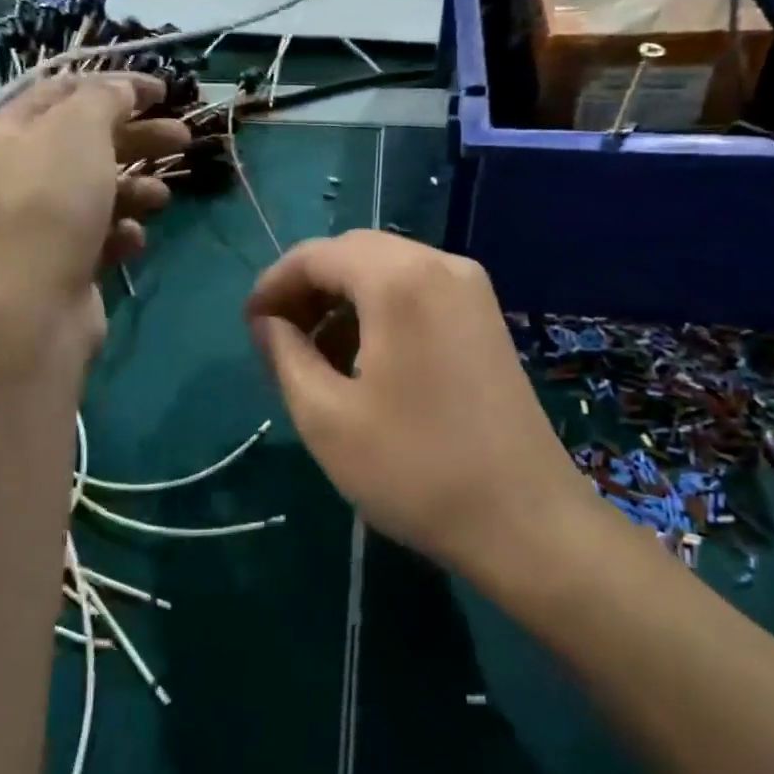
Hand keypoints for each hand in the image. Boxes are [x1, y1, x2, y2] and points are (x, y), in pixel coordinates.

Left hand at [0, 72, 189, 353]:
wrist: (30, 308)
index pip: (65, 91)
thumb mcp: (79, 130)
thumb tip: (122, 89)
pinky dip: (120, 231)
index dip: (117, 85)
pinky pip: (98, 233)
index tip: (164, 91)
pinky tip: (133, 238)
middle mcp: (17, 172)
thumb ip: (105, 98)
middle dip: (138, 137)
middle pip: (87, 141)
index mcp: (8, 131)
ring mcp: (37, 220)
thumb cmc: (51, 205)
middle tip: (184, 138)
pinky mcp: (59, 260)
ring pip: (97, 189)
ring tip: (163, 197)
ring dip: (136, 187)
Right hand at [245, 230, 582, 570]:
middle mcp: (440, 265)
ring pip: (387, 271)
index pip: (316, 255)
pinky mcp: (485, 318)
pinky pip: (418, 292)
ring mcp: (471, 290)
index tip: (249, 325)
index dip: (273, 284)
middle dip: (308, 288)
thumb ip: (285, 355)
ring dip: (343, 300)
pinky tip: (364, 359)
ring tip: (315, 355)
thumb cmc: (414, 469)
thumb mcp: (326, 417)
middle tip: (277, 337)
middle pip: (354, 253)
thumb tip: (266, 322)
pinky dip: (379, 310)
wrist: (525, 520)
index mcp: (399, 279)